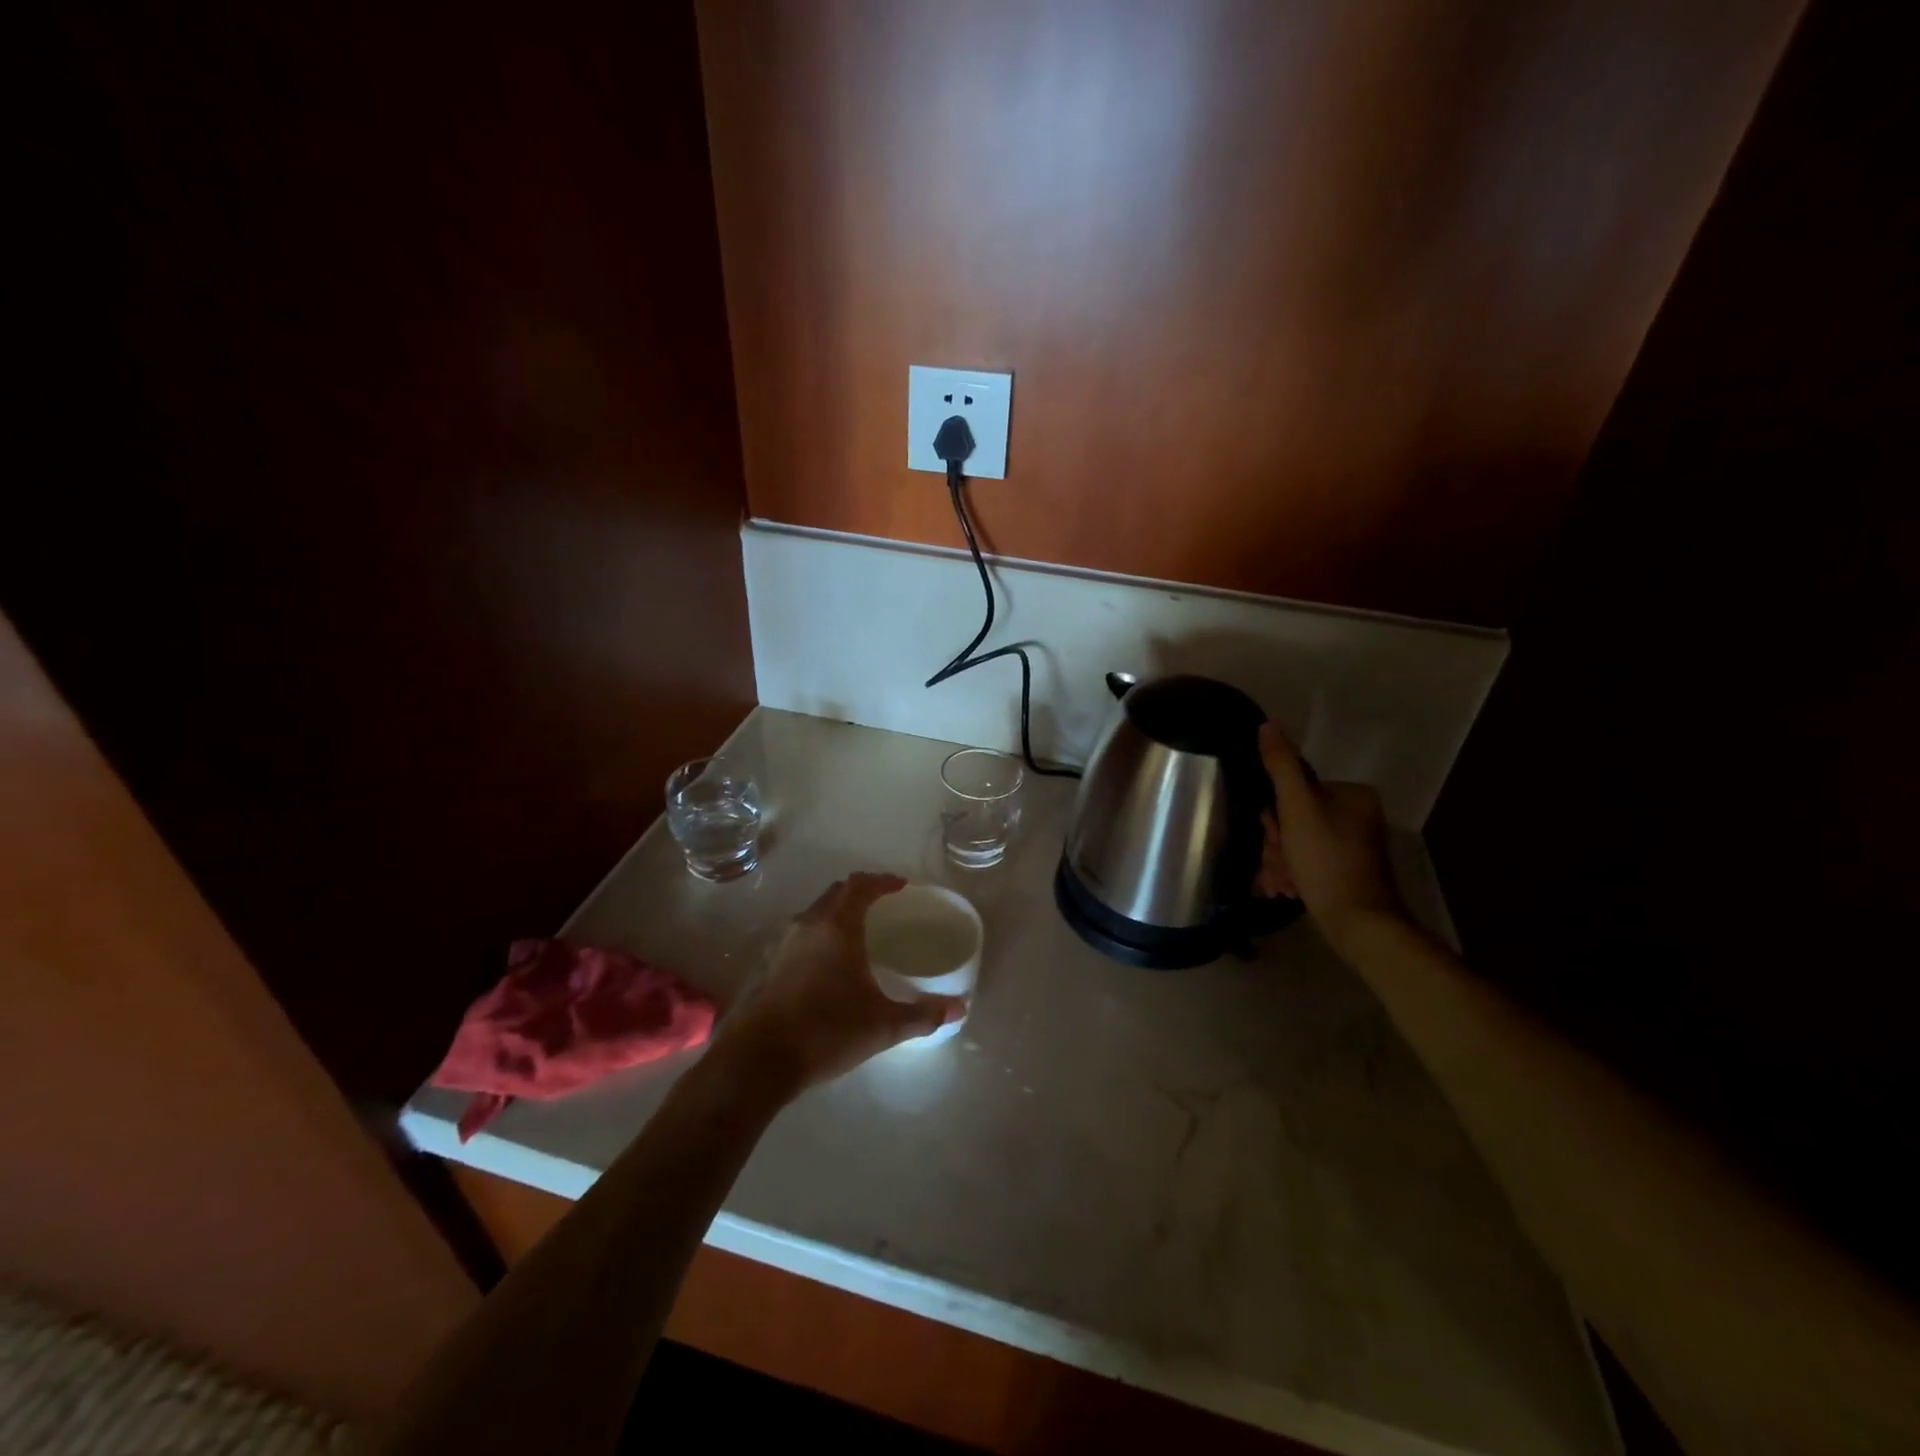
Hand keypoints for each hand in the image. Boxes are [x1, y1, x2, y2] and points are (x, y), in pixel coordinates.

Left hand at [715, 873, 965, 1093]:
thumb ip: (922, 1015)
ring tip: (856, 933)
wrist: (756, 1060)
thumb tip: (959, 1009)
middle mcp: (807, 925)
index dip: (882, 881)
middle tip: (882, 904)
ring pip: (814, 914)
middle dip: (860, 893)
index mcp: (837, 927)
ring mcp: (782, 944)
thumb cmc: (825, 1032)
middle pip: (836, 893)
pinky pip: (799, 936)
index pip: (861, 886)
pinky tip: (827, 965)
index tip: (901, 886)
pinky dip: (818, 936)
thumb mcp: (882, 1026)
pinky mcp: (766, 966)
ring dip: (836, 914)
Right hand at [1256, 723, 1405, 952]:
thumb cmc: (1326, 861)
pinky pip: (1306, 863)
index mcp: (1351, 795)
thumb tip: (1268, 725)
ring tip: (1282, 884)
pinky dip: (1292, 876)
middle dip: (1277, 845)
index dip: (1275, 817)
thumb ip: (1281, 766)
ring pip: (1295, 844)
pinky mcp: (1345, 872)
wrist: (1359, 925)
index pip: (1294, 791)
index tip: (1275, 838)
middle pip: (1293, 820)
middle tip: (1279, 865)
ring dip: (1279, 863)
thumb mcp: (1297, 809)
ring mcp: (1352, 846)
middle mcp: (1356, 816)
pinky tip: (1287, 891)